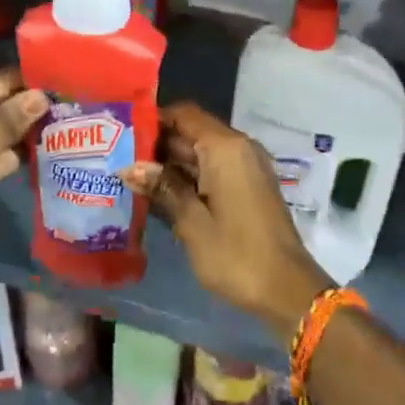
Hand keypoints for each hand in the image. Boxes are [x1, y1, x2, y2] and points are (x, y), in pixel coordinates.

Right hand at [122, 101, 329, 342]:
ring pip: (201, 153)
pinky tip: (160, 196)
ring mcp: (246, 168)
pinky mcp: (248, 187)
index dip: (153, 120)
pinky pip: (213, 170)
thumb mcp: (192, 223)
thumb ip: (162, 188)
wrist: (287, 290)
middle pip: (192, 132)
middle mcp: (238, 148)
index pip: (184, 114)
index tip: (122, 134)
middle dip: (157, 145)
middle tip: (118, 159)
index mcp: (225, 148)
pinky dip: (189, 178)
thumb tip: (129, 167)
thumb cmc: (236, 255)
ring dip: (170, 164)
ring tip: (131, 177)